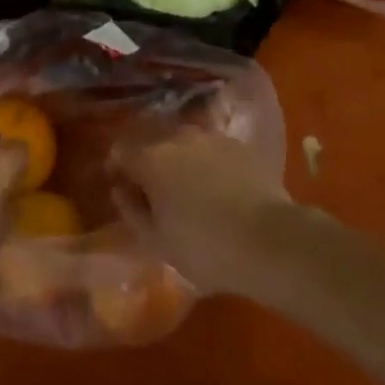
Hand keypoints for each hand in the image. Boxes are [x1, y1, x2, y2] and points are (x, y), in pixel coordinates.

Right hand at [113, 128, 294, 295]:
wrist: (268, 239)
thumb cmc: (204, 247)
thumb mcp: (157, 242)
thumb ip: (132, 211)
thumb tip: (121, 190)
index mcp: (151, 158)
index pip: (121, 150)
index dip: (116, 167)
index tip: (119, 186)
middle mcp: (178, 137)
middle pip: (153, 142)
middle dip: (148, 161)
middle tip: (153, 190)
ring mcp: (211, 137)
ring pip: (184, 143)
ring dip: (179, 160)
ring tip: (186, 187)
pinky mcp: (239, 145)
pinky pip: (211, 149)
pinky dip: (206, 163)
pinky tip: (216, 187)